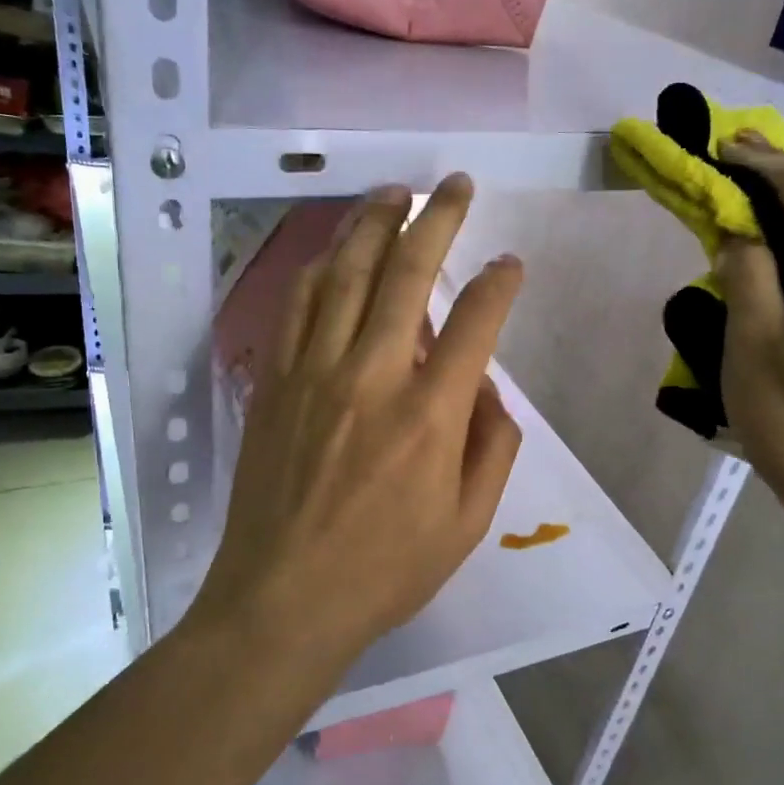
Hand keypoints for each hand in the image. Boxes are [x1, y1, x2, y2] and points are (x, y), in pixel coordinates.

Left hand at [198, 174, 524, 665]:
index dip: (499, 282)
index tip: (509, 263)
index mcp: (429, 415)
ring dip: (371, 224)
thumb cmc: (384, 571)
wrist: (282, 600)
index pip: (475, 321)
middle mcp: (371, 375)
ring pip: (344, 274)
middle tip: (454, 185)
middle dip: (437, 218)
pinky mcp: (274, 382)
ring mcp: (313, 372)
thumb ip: (493, 447)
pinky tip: (333, 251)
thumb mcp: (467, 523)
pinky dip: (318, 268)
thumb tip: (485, 389)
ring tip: (392, 193)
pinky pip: (296, 306)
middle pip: (407, 272)